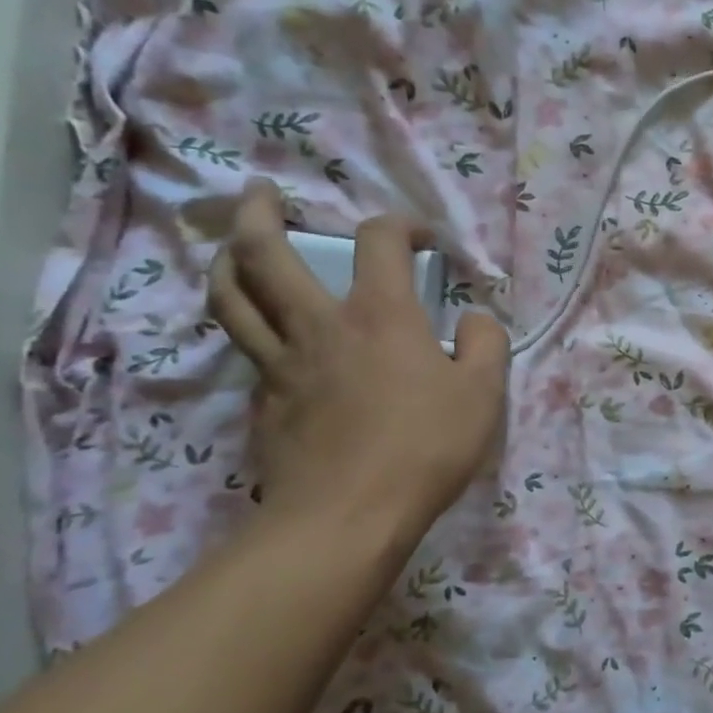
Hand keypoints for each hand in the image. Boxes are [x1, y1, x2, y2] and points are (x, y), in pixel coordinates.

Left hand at [208, 181, 509, 550]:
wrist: (347, 518)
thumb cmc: (425, 447)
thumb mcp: (484, 392)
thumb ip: (486, 342)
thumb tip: (475, 319)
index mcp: (380, 315)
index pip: (379, 241)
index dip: (401, 225)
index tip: (423, 239)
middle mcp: (320, 325)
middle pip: (265, 255)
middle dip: (259, 215)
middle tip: (260, 194)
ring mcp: (280, 364)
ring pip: (233, 298)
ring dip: (227, 260)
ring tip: (232, 246)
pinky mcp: (263, 402)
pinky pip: (246, 348)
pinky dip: (247, 323)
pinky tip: (264, 332)